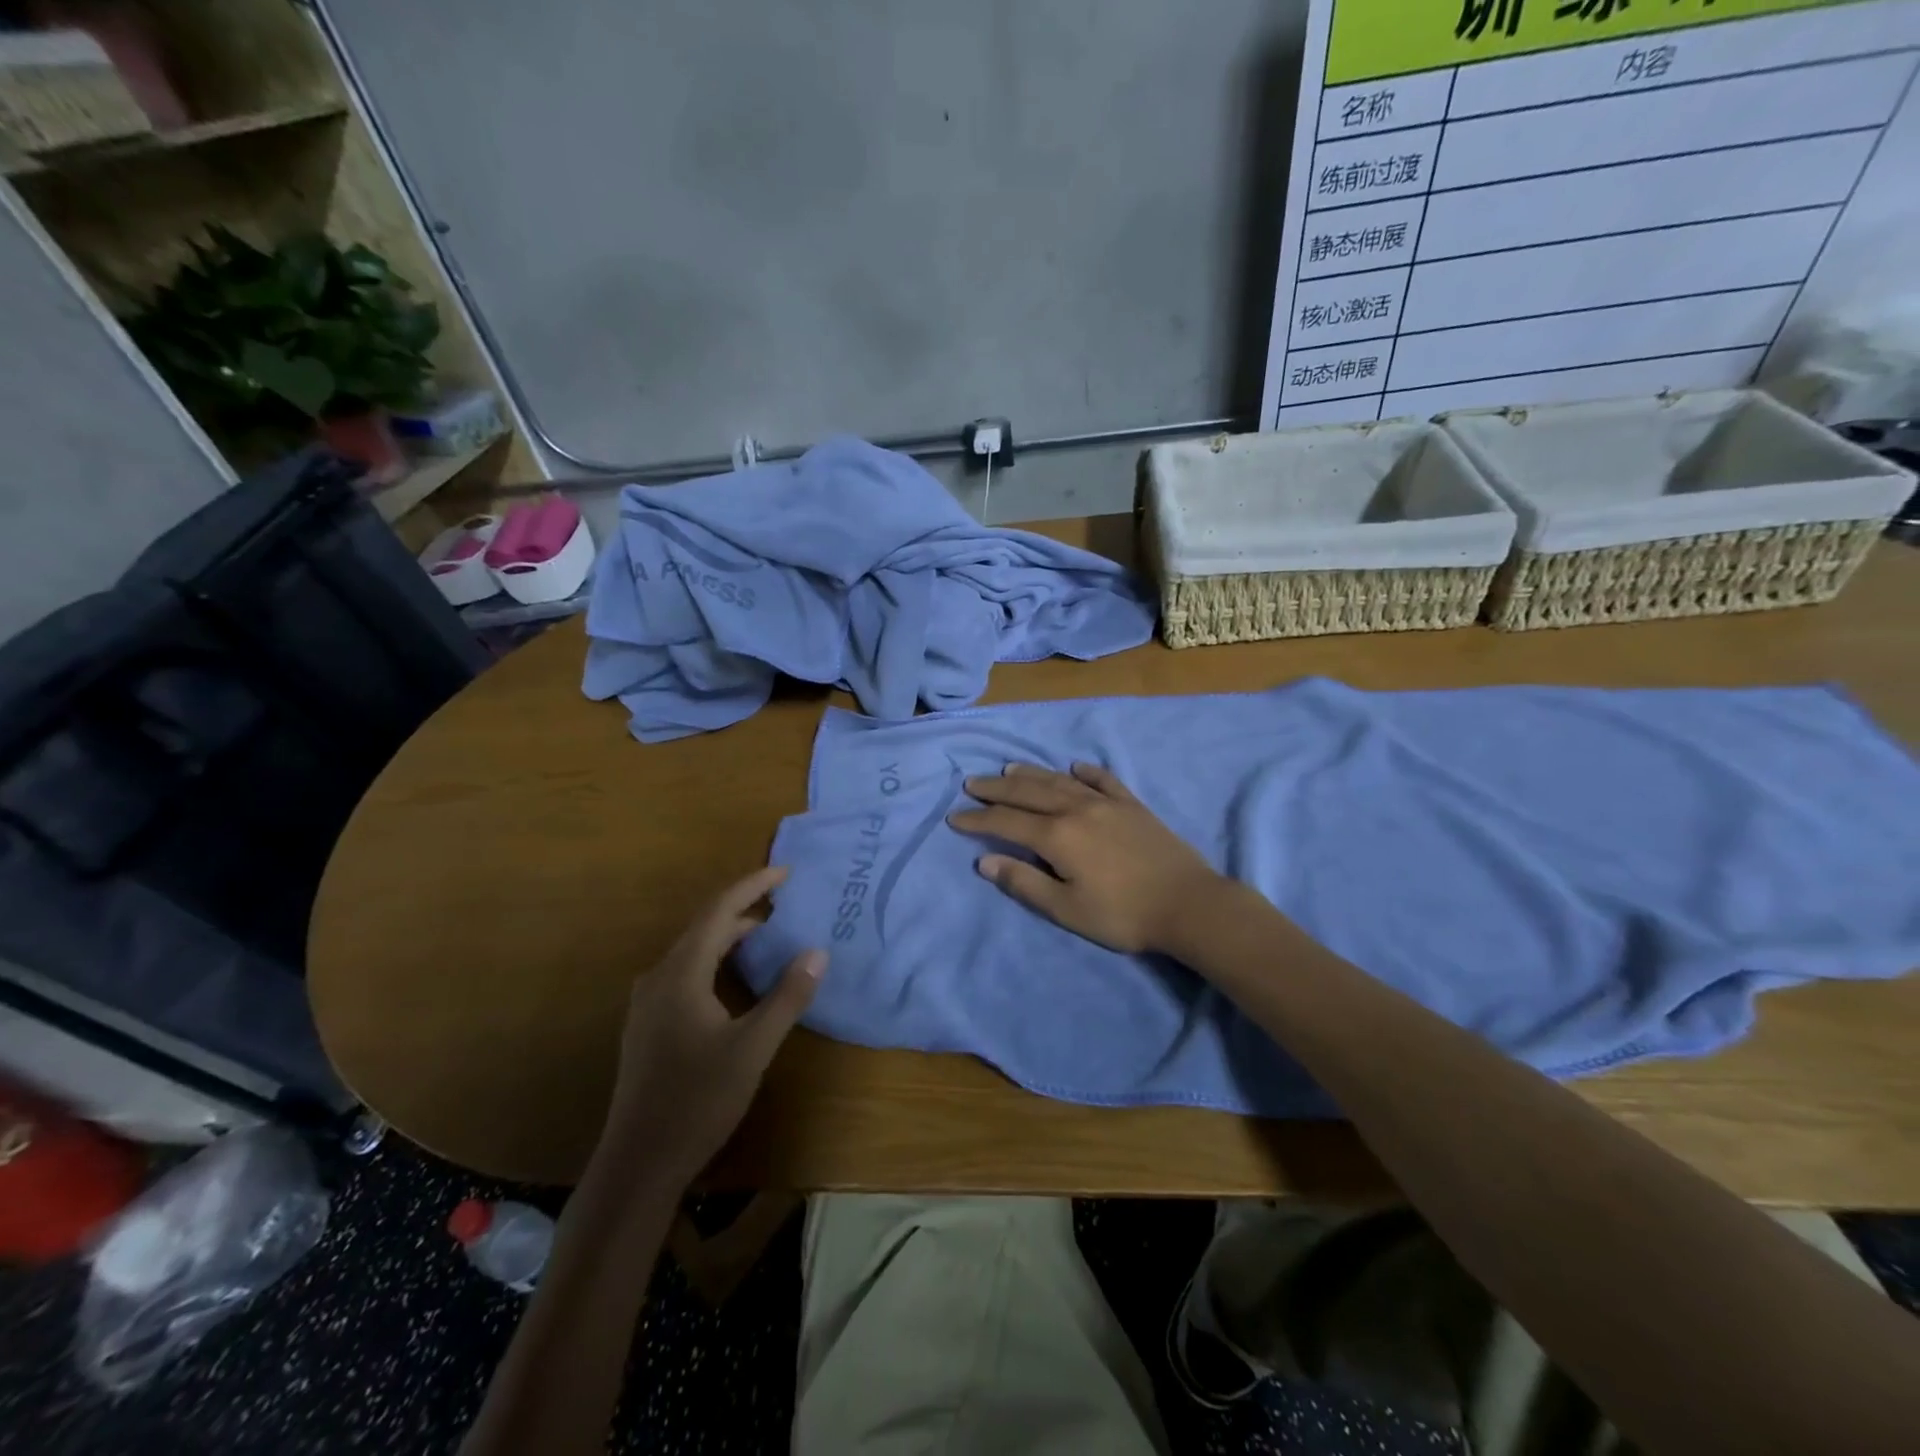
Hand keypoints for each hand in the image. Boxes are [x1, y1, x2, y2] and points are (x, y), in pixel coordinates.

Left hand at [601, 867, 823, 1185]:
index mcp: (681, 974)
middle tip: (784, 901)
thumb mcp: (753, 1048)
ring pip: (694, 950)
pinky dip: (716, 959)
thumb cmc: (697, 1101)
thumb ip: (787, 997)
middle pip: (704, 926)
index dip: (752, 886)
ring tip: (768, 933)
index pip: (719, 911)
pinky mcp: (649, 1023)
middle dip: (744, 908)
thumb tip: (817, 951)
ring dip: (730, 935)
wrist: (639, 1163)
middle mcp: (658, 977)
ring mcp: (648, 1002)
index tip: (785, 872)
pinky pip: (686, 971)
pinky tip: (736, 977)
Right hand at [948, 762, 1225, 954]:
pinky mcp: (1133, 805)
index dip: (978, 819)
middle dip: (996, 789)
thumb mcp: (1067, 909)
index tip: (955, 817)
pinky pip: (1103, 780)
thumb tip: (985, 861)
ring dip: (1031, 774)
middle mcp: (1077, 809)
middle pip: (1028, 793)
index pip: (1006, 822)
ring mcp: (1107, 803)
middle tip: (972, 784)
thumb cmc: (1123, 914)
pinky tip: (1075, 767)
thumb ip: (1025, 883)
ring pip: (1060, 781)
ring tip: (1009, 769)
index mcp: (1058, 836)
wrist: (1189, 904)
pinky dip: (1086, 772)